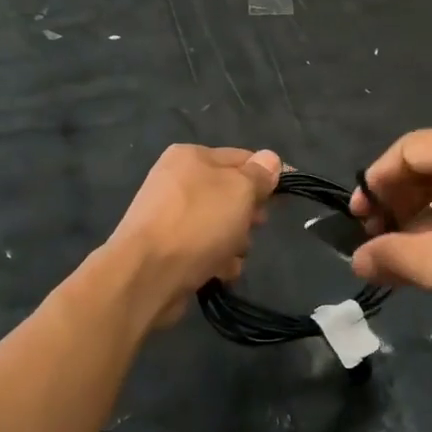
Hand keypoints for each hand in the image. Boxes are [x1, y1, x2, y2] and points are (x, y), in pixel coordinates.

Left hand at [106, 144, 280, 327]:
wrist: (146, 275)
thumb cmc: (198, 223)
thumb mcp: (239, 190)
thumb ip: (259, 174)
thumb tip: (270, 160)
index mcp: (190, 156)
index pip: (242, 158)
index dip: (267, 176)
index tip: (285, 199)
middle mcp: (176, 181)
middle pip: (230, 194)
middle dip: (248, 214)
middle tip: (255, 226)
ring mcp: (168, 216)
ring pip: (219, 225)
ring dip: (234, 242)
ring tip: (232, 255)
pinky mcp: (166, 249)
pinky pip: (203, 249)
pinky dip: (215, 260)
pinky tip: (218, 272)